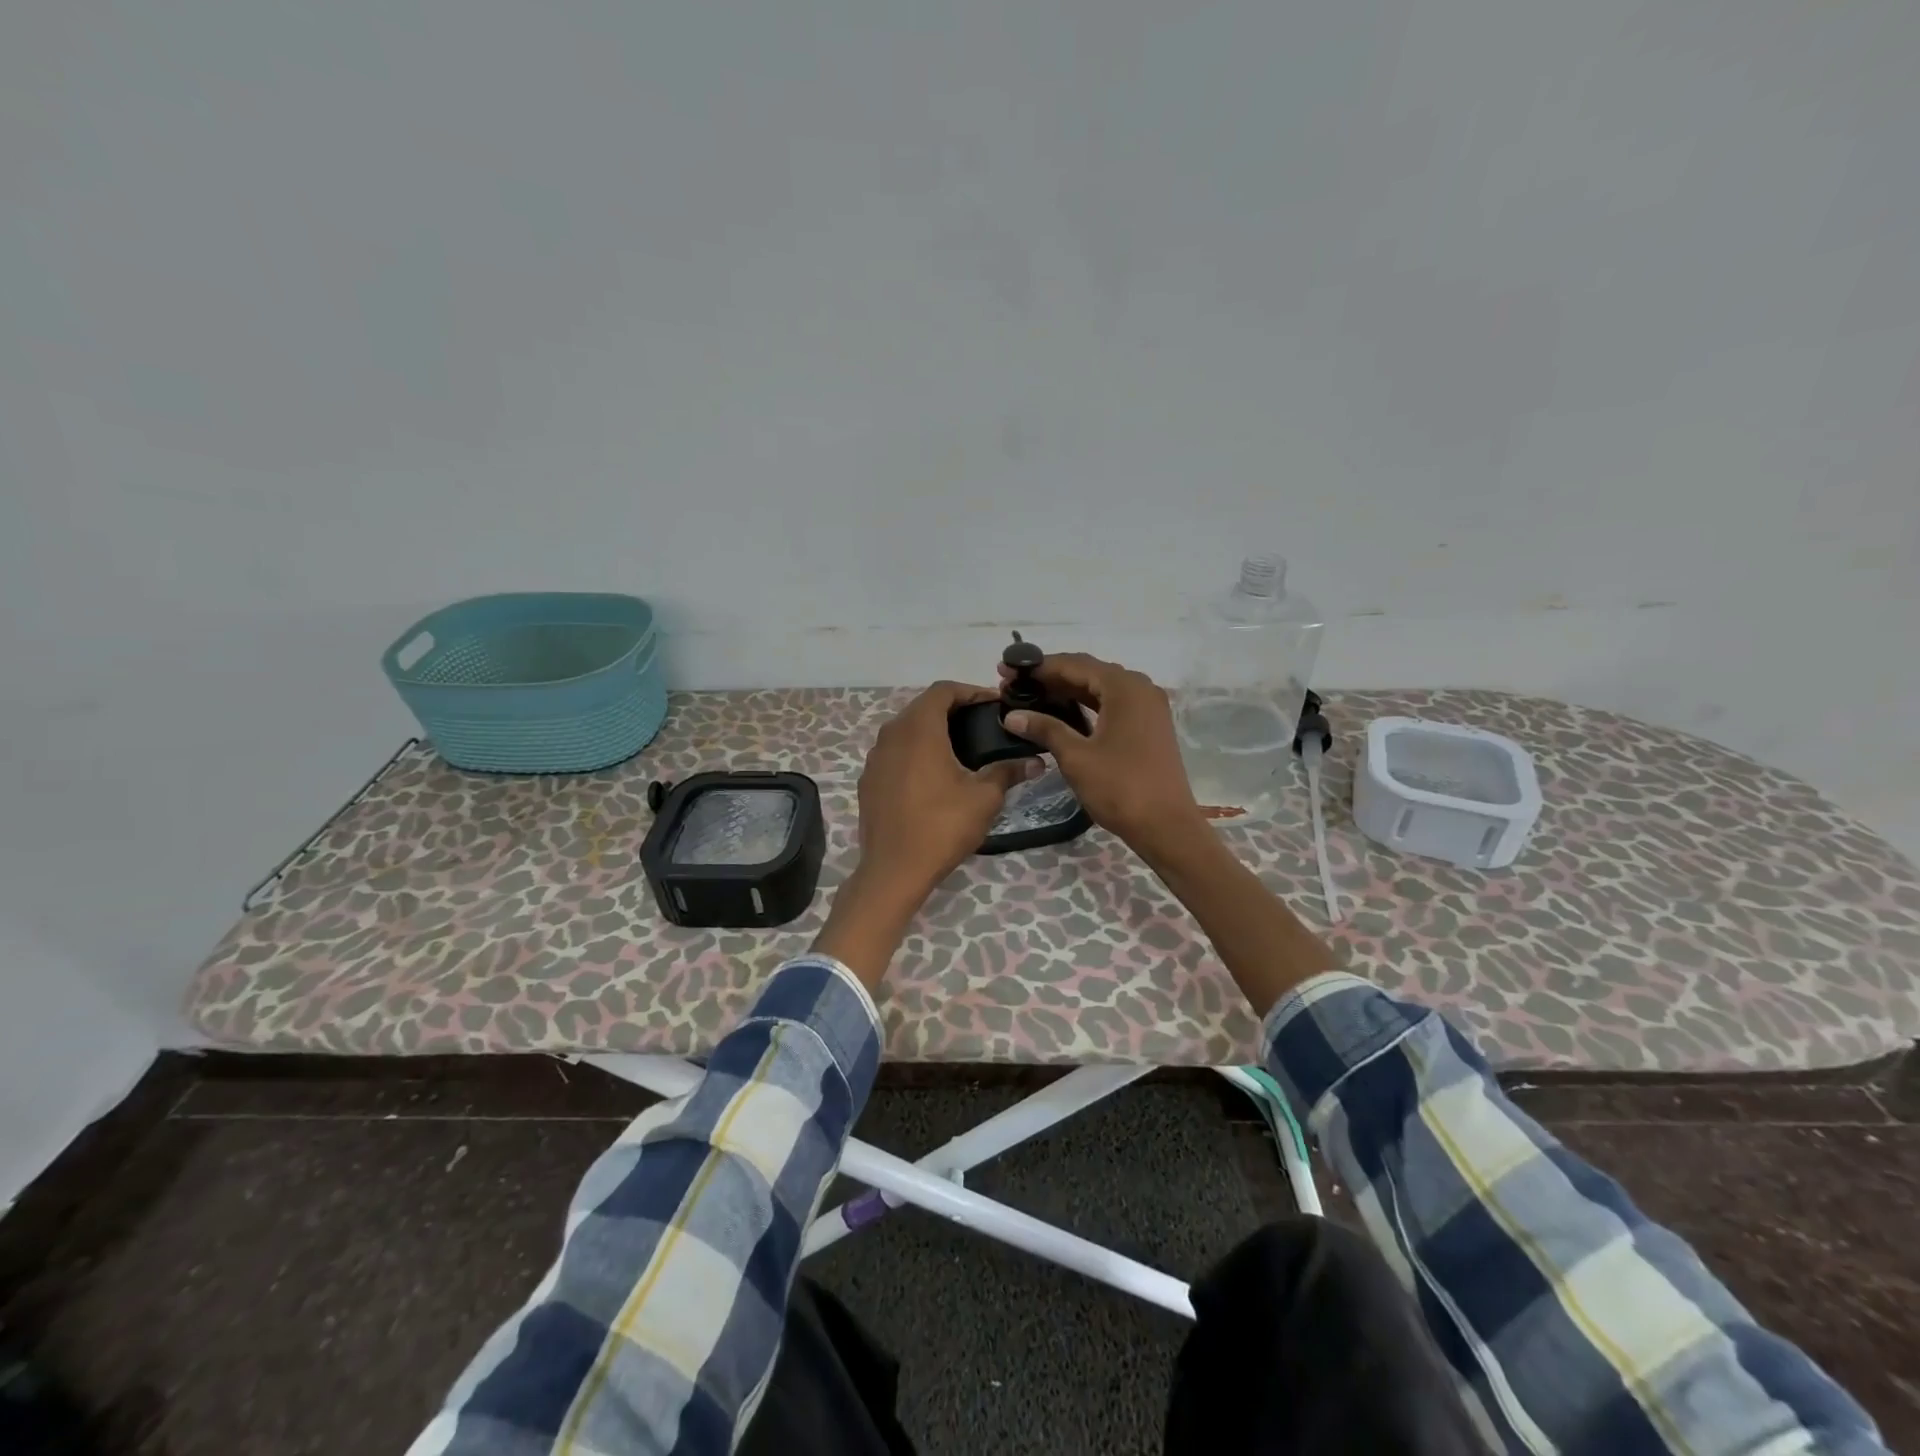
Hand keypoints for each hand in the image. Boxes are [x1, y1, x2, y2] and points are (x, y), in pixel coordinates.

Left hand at [814, 681, 1036, 986]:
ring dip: (933, 729)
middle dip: (954, 708)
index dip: (971, 691)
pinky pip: (895, 751)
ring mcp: (875, 757)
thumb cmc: (942, 826)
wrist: (894, 870)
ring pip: (906, 729)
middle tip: (983, 723)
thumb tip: (1034, 761)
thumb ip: (1007, 771)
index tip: (994, 703)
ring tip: (962, 746)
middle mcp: (891, 734)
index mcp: (919, 729)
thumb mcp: (984, 798)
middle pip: (923, 706)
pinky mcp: (869, 779)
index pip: (943, 690)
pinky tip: (934, 773)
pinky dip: (916, 751)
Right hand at [999, 653, 1203, 857]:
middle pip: (1089, 672)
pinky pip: (1112, 704)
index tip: (1006, 671)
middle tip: (1014, 685)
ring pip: (1101, 688)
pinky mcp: (1149, 726)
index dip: (1038, 667)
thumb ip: (1045, 728)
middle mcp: (1140, 688)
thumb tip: (1011, 715)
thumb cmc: (1120, 787)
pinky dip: (1086, 705)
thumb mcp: (1076, 757)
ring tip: (1033, 697)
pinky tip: (1063, 713)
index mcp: (1124, 687)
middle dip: (1051, 677)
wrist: (1165, 826)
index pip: (1074, 664)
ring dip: (1068, 690)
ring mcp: (1148, 707)